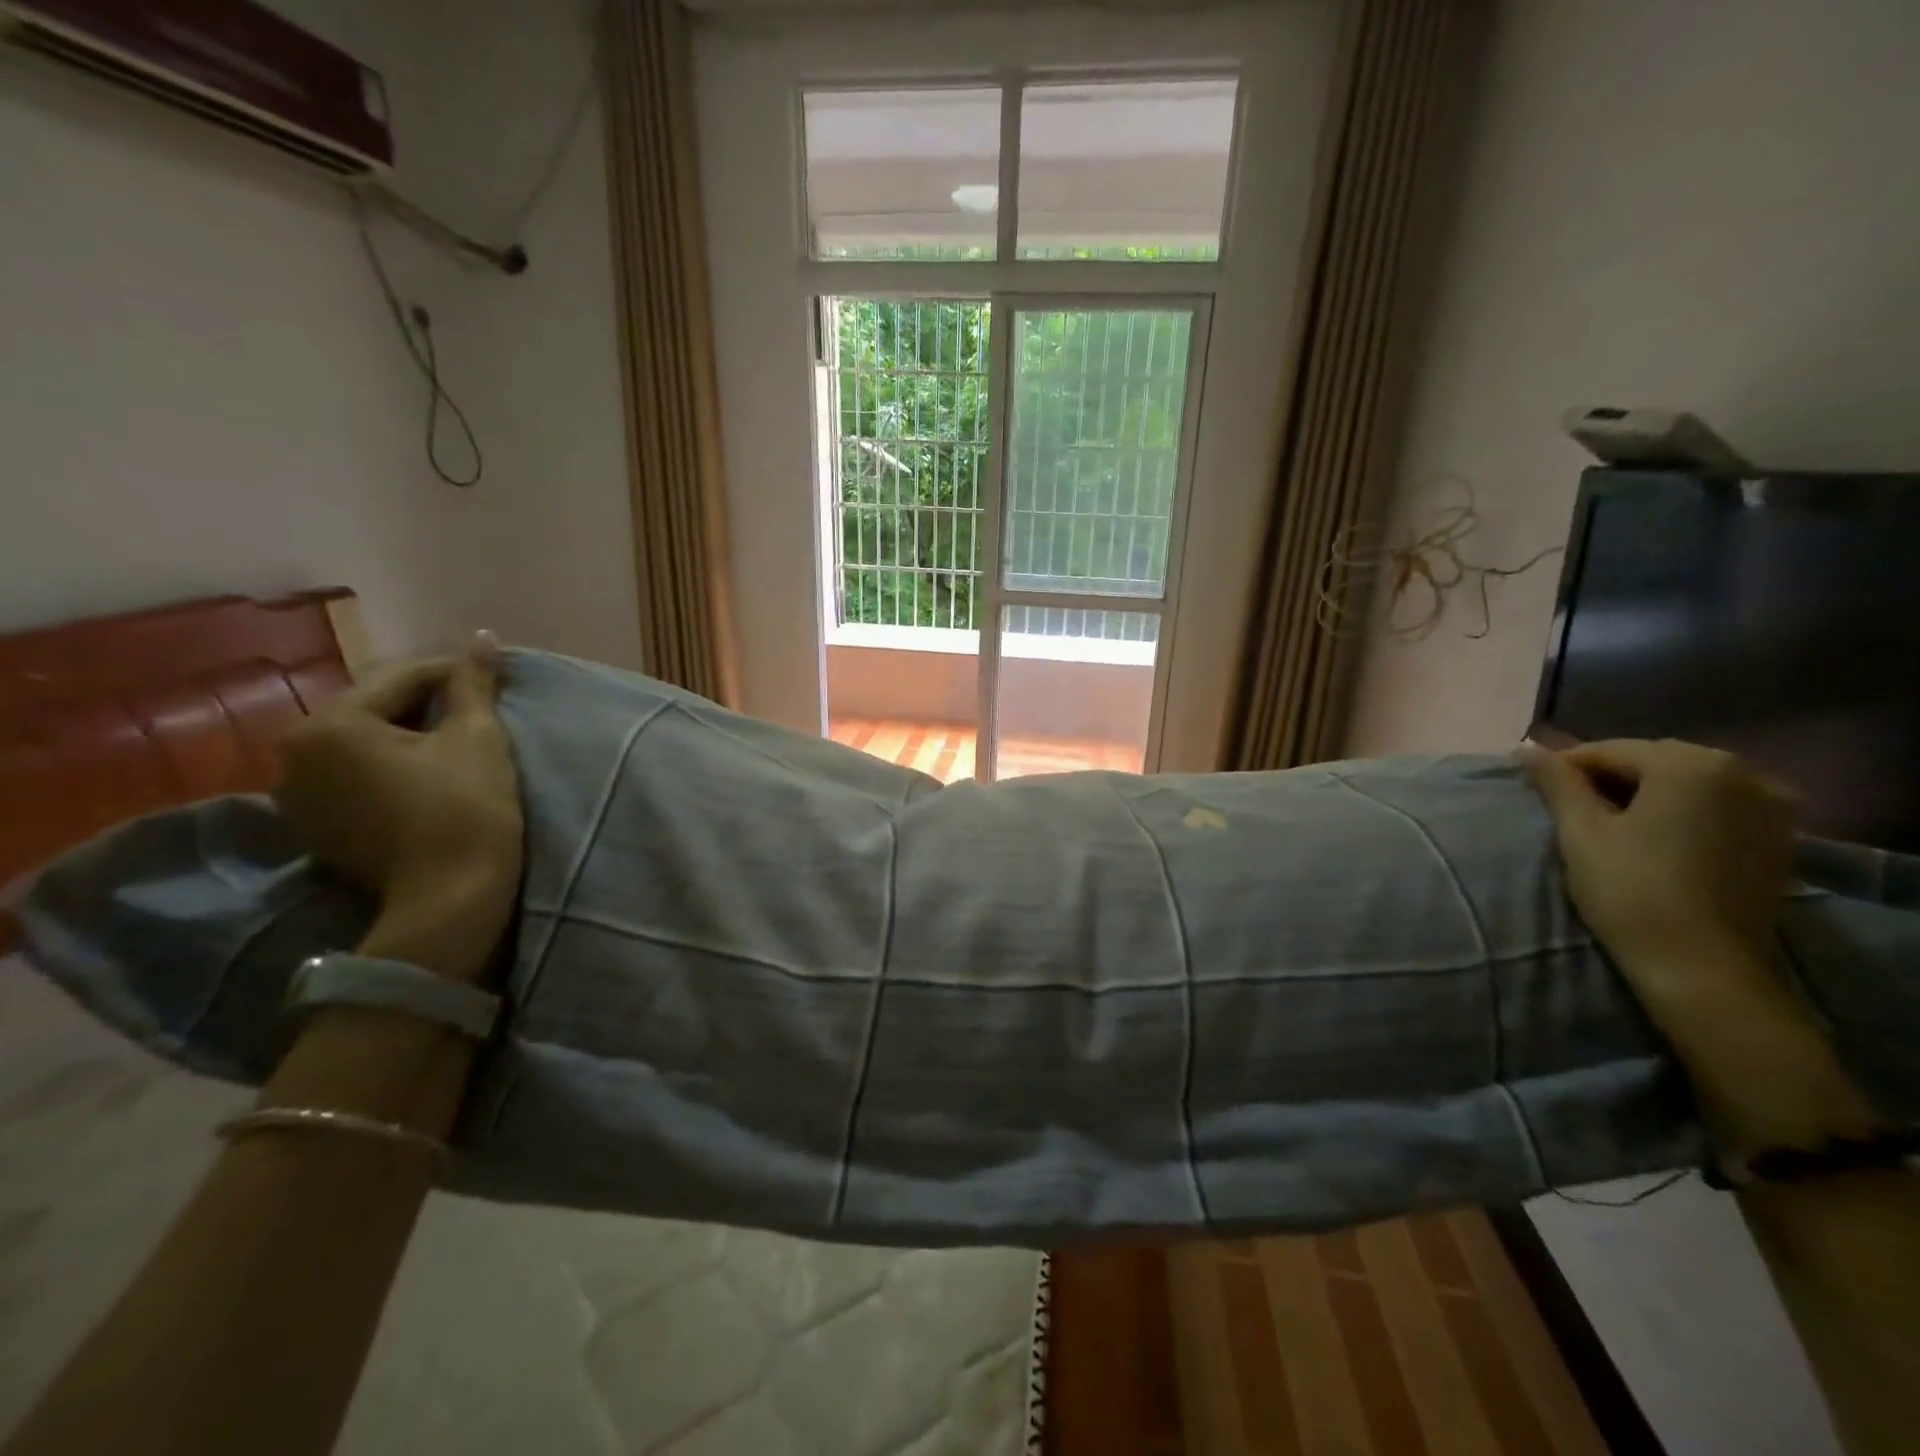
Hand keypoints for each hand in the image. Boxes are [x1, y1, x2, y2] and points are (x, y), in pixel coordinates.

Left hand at [276, 633, 521, 982]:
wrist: (450, 899)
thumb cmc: (467, 807)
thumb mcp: (477, 738)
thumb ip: (473, 683)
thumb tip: (482, 635)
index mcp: (330, 725)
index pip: (402, 678)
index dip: (455, 673)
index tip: (495, 676)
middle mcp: (296, 754)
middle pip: (375, 709)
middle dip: (427, 703)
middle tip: (479, 708)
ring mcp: (298, 796)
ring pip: (364, 744)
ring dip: (407, 734)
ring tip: (456, 739)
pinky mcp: (315, 827)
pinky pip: (355, 777)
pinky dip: (390, 767)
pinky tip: (427, 774)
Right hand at [1522, 738, 1796, 1001]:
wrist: (1703, 968)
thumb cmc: (1631, 890)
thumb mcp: (1581, 831)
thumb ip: (1557, 782)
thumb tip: (1527, 747)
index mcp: (1691, 764)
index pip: (1610, 751)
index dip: (1566, 768)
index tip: (1536, 791)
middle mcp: (1743, 772)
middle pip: (1654, 762)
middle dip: (1608, 778)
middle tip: (1569, 808)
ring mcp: (1771, 805)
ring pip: (1687, 783)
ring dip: (1646, 794)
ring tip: (1609, 822)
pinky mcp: (1780, 838)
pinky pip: (1718, 806)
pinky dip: (1682, 811)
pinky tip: (1655, 836)